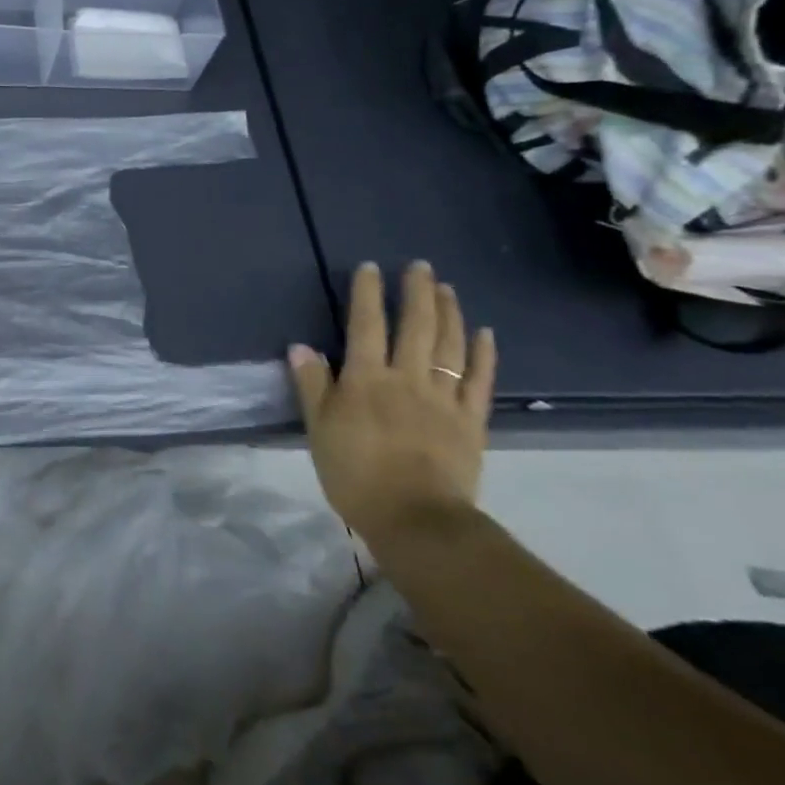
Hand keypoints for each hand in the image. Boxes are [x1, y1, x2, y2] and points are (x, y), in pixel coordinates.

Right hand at [287, 261, 495, 545]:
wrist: (415, 518)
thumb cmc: (355, 473)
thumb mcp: (318, 429)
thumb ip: (311, 385)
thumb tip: (300, 346)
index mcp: (366, 380)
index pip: (366, 326)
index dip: (368, 294)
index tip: (370, 267)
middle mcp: (407, 379)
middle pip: (415, 327)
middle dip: (417, 293)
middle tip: (421, 266)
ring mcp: (444, 399)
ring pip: (449, 346)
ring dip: (449, 313)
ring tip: (448, 288)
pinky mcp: (471, 422)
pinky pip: (480, 381)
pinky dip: (484, 355)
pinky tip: (484, 333)